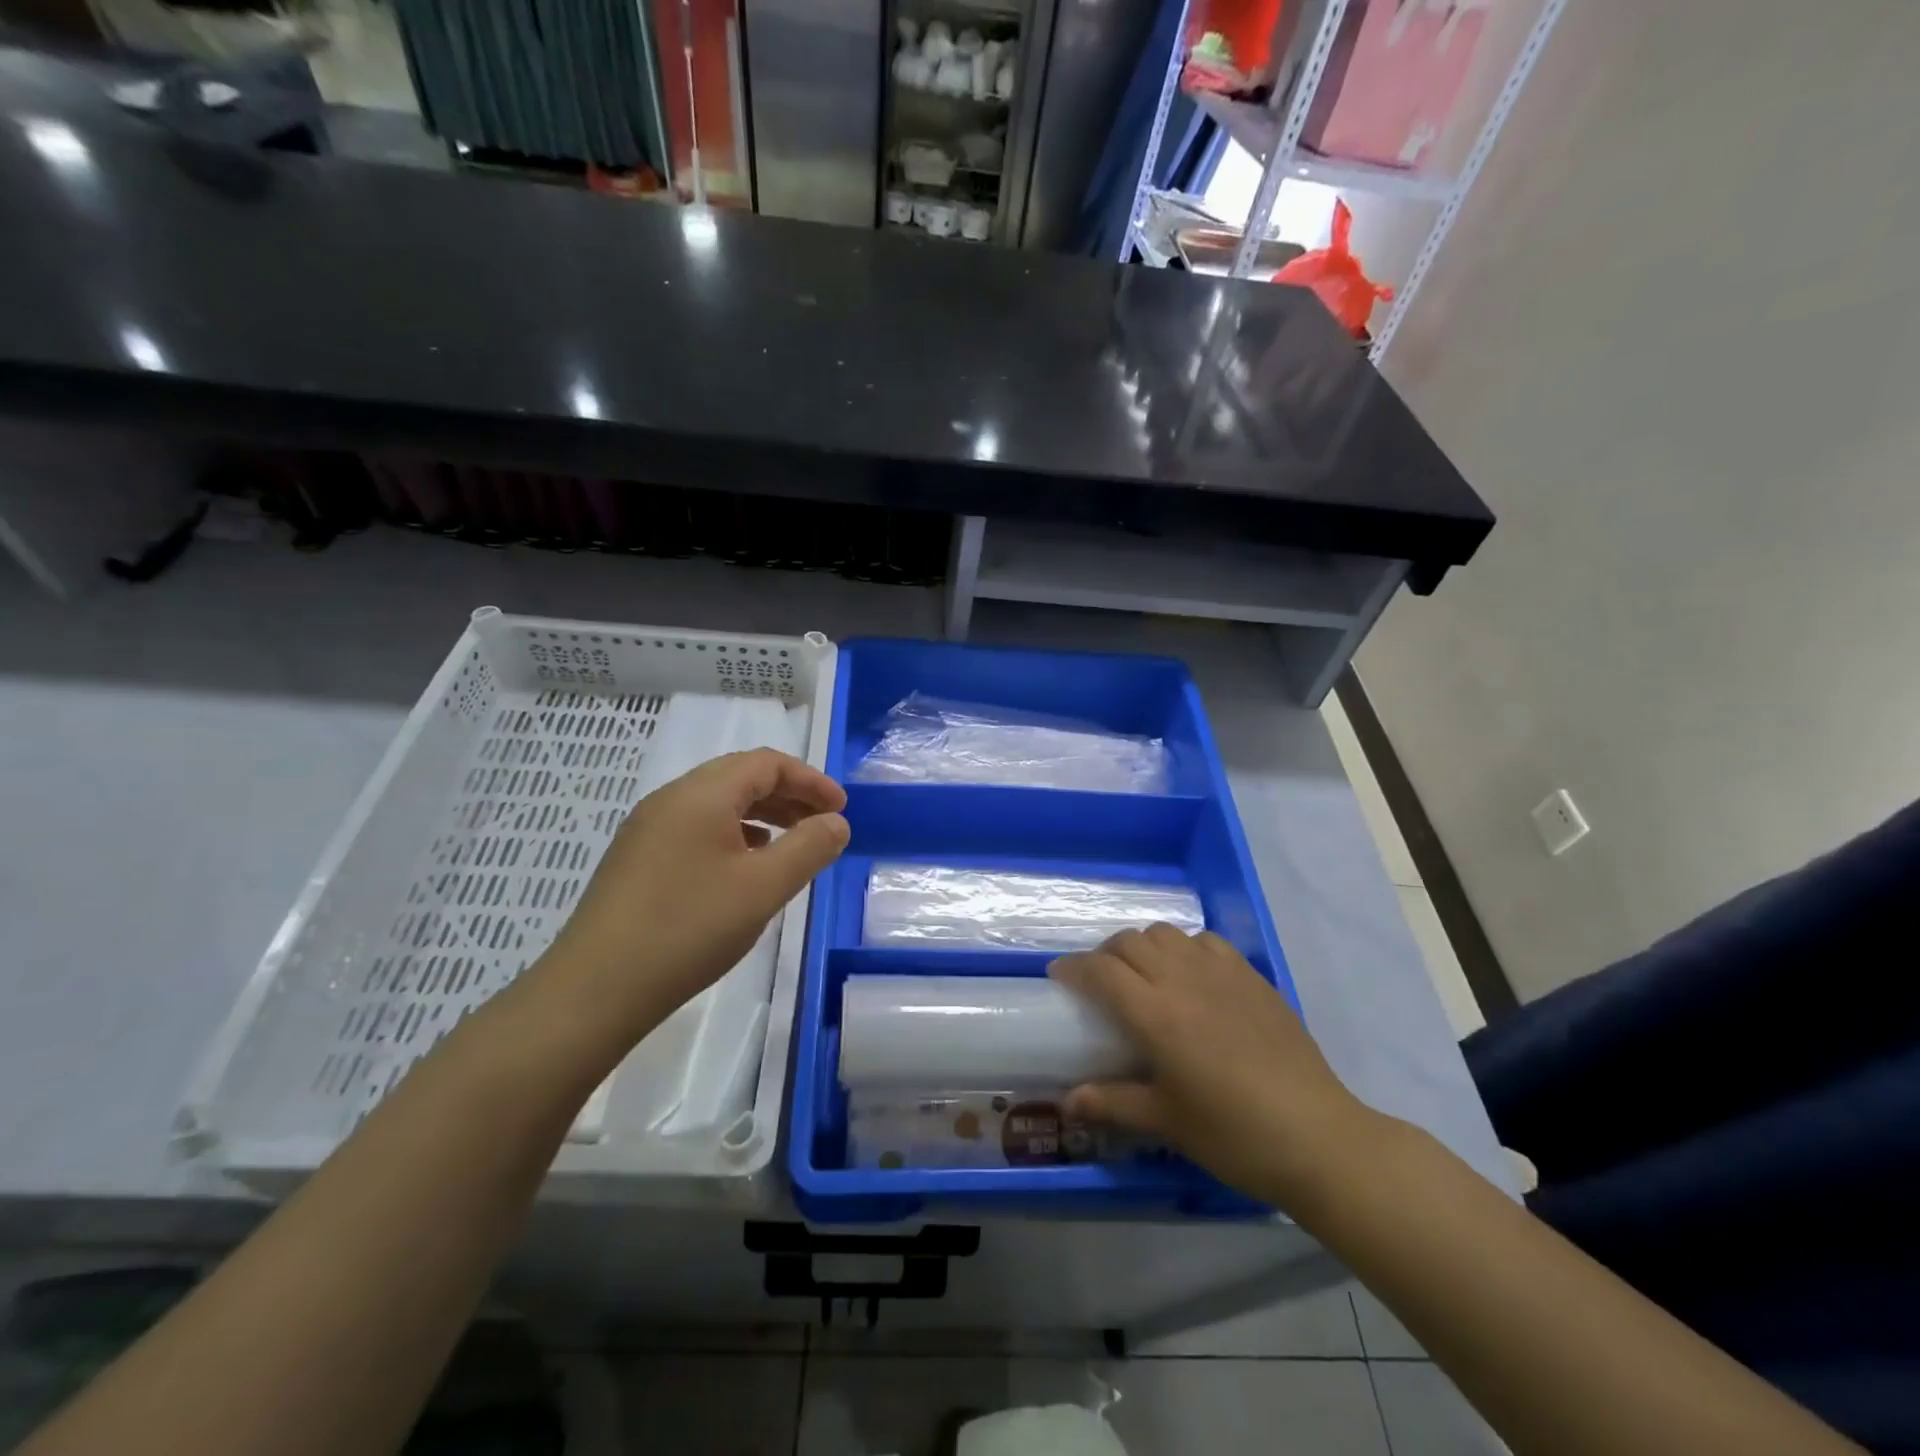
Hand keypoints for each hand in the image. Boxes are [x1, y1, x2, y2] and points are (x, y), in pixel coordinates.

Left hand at [538, 749, 848, 1050]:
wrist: (595, 990)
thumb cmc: (688, 929)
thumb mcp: (763, 888)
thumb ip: (809, 848)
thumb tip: (836, 822)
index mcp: (701, 794)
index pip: (766, 763)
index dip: (810, 781)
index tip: (841, 810)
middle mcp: (671, 799)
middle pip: (740, 777)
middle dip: (788, 795)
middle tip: (823, 825)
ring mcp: (648, 829)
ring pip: (717, 804)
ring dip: (762, 815)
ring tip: (791, 845)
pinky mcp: (637, 859)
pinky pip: (696, 828)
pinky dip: (733, 835)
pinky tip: (745, 868)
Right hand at [1050, 925, 1381, 1206]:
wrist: (1318, 1136)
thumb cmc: (1234, 1134)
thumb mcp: (1167, 1122)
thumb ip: (1112, 1102)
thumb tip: (1067, 1102)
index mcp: (1155, 1014)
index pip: (1101, 970)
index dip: (1074, 968)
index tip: (1060, 977)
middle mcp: (1183, 980)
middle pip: (1129, 941)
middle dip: (1105, 954)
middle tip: (1100, 982)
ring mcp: (1221, 972)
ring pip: (1166, 933)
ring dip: (1144, 946)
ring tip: (1144, 975)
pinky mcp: (1252, 976)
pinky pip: (1206, 941)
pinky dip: (1185, 948)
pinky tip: (1191, 976)